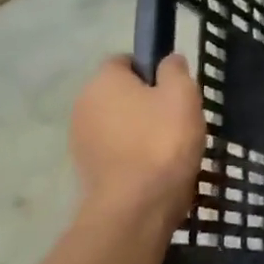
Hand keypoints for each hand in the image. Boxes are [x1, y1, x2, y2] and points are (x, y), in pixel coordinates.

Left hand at [70, 55, 205, 227]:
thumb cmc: (163, 141)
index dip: (150, 70)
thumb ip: (175, 70)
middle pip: (119, 93)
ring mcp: (80, 138)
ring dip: (138, 129)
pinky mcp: (86, 167)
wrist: (137, 204)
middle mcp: (83, 104)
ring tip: (169, 147)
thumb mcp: (183, 95)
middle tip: (177, 118)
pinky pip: (114, 149)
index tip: (174, 88)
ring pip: (117, 123)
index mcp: (104, 80)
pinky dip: (132, 153)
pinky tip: (155, 167)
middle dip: (145, 101)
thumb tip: (168, 59)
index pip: (125, 61)